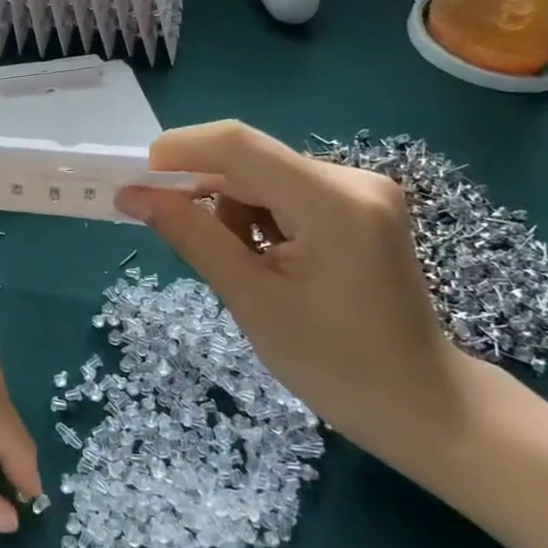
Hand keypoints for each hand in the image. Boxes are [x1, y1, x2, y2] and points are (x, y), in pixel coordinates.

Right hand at [116, 122, 464, 460]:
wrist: (416, 402)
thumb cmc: (332, 363)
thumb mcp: (250, 298)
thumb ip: (190, 235)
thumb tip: (131, 195)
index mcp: (332, 201)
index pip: (239, 145)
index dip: (179, 151)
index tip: (136, 182)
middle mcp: (353, 179)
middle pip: (252, 162)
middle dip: (203, 191)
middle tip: (171, 234)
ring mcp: (362, 190)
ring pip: (266, 178)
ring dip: (234, 212)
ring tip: (241, 269)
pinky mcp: (362, 207)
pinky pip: (289, 194)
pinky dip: (261, 219)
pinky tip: (266, 262)